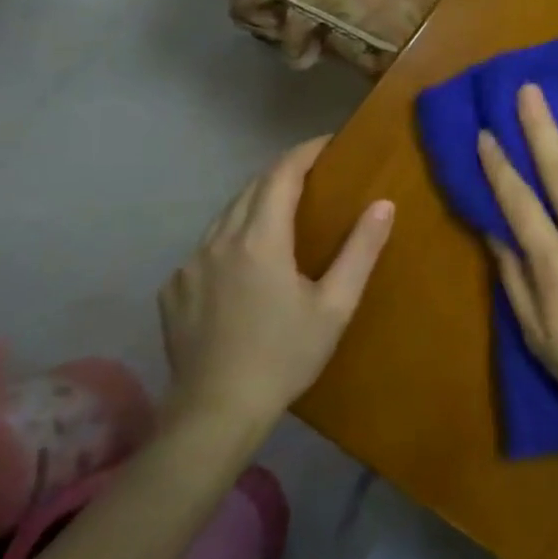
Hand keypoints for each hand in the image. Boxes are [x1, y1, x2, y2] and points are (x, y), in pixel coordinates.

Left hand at [160, 137, 392, 432]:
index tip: (331, 143)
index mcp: (260, 239)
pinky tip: (247, 257)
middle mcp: (219, 241)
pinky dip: (233, 234)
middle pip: (252, 188)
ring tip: (286, 207)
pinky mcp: (174, 289)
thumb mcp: (336, 305)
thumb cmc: (285, 355)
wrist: (215, 414)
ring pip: (227, 214)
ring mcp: (190, 265)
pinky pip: (207, 244)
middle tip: (317, 171)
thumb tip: (384, 204)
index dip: (306, 152)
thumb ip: (361, 250)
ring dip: (258, 200)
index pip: (282, 174)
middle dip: (284, 171)